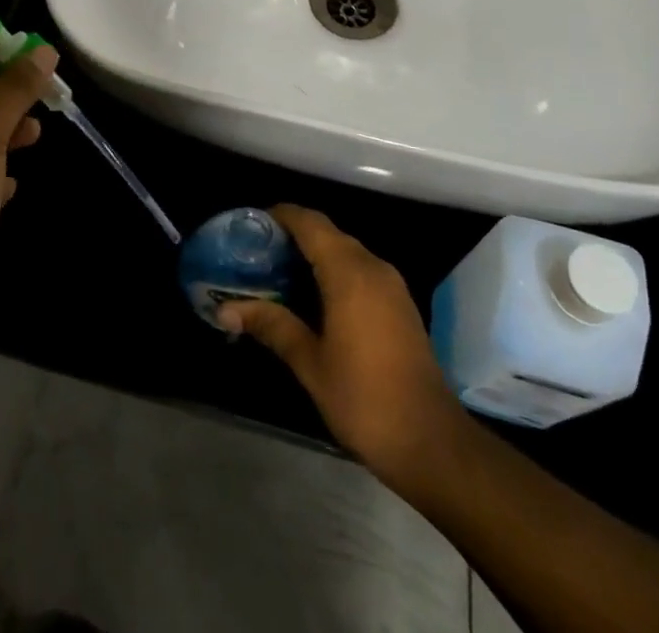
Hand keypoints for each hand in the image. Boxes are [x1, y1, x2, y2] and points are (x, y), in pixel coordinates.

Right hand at [218, 205, 464, 480]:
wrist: (432, 443)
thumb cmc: (365, 399)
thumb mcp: (310, 363)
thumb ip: (271, 326)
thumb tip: (225, 309)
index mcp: (350, 273)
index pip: (310, 223)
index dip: (280, 215)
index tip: (250, 225)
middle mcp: (373, 267)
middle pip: (328, 233)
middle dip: (292, 236)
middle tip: (256, 253)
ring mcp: (392, 286)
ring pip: (345, 251)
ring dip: (313, 254)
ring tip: (276, 273)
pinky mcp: (400, 305)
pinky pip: (360, 270)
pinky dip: (333, 271)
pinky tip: (311, 297)